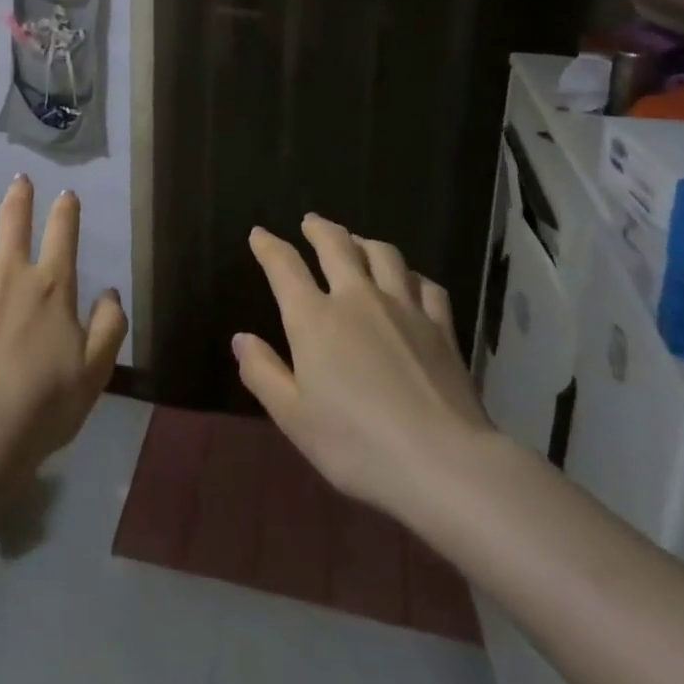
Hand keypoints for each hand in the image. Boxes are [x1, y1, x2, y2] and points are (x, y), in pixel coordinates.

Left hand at [0, 177, 127, 469]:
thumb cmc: (44, 405)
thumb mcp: (96, 371)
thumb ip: (110, 326)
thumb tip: (111, 292)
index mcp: (52, 285)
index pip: (63, 233)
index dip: (66, 209)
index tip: (67, 194)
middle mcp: (10, 272)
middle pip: (15, 222)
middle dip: (20, 197)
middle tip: (20, 179)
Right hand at [235, 215, 494, 521]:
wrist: (443, 462)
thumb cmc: (357, 444)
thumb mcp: (294, 418)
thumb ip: (263, 373)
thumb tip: (241, 338)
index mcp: (314, 318)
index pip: (284, 266)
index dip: (268, 246)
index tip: (259, 234)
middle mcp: (357, 298)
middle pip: (336, 245)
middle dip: (319, 228)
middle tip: (310, 222)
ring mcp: (404, 307)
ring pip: (383, 255)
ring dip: (364, 242)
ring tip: (357, 242)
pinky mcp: (441, 326)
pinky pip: (426, 285)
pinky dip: (412, 276)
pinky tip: (410, 281)